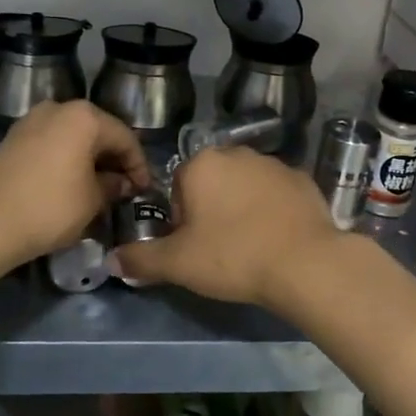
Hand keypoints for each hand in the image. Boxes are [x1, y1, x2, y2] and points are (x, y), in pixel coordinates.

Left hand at [0, 101, 150, 266]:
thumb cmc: (50, 207)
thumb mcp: (92, 200)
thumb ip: (113, 186)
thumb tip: (120, 182)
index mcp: (85, 117)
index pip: (125, 138)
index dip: (139, 165)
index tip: (144, 190)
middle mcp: (58, 108)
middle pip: (98, 132)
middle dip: (114, 160)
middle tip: (125, 188)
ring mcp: (32, 120)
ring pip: (73, 137)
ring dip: (89, 159)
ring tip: (99, 187)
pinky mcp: (14, 138)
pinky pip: (52, 143)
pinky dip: (66, 159)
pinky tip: (71, 183)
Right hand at [113, 145, 340, 306]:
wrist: (305, 263)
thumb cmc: (233, 256)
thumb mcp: (178, 263)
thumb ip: (141, 259)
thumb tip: (110, 260)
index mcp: (202, 163)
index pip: (178, 187)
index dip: (181, 219)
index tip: (193, 246)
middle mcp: (237, 153)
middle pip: (212, 182)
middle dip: (211, 210)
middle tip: (218, 248)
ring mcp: (274, 163)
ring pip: (245, 186)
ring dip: (242, 208)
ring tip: (250, 246)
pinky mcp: (303, 179)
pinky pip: (277, 194)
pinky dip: (273, 211)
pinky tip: (277, 239)